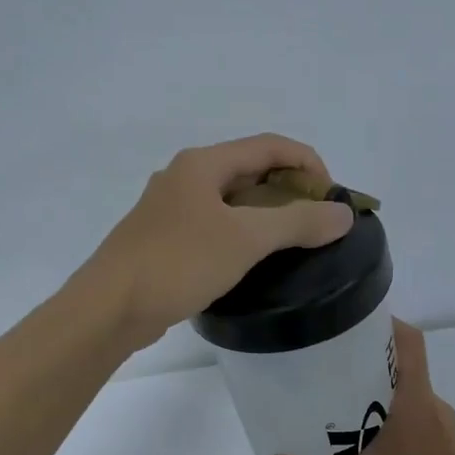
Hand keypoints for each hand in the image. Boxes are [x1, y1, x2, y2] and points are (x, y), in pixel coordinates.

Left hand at [81, 135, 354, 349]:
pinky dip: (243, 235)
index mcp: (202, 164)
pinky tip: (254, 261)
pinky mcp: (166, 241)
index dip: (308, 164)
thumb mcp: (245, 239)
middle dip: (290, 190)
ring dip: (267, 214)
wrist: (110, 308)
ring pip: (232, 201)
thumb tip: (343, 214)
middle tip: (318, 222)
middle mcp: (185, 178)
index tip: (333, 198)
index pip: (269, 146)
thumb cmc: (178, 263)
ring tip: (294, 242)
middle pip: (251, 170)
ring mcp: (171, 210)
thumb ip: (297, 222)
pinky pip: (216, 227)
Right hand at [269, 320, 454, 454]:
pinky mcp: (446, 451)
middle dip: (367, 364)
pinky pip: (415, 420)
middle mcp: (433, 407)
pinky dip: (390, 420)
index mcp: (416, 403)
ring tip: (339, 407)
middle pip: (403, 367)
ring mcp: (443, 430)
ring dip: (377, 396)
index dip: (387, 324)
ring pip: (408, 397)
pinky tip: (364, 447)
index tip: (352, 323)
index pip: (411, 342)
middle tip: (328, 369)